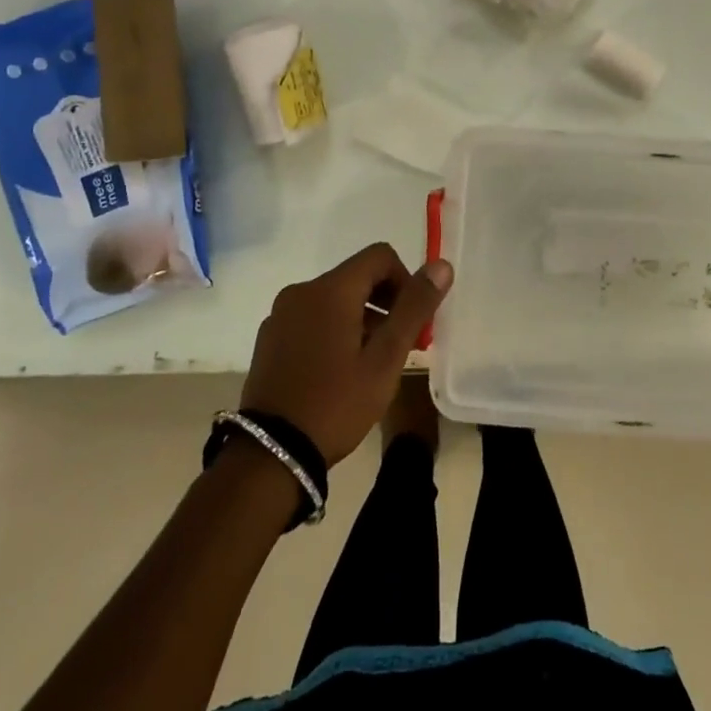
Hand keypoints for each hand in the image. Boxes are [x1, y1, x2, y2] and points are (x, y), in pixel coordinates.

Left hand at [240, 244, 453, 466]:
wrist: (272, 454)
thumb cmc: (337, 403)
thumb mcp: (385, 359)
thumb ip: (414, 307)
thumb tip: (441, 266)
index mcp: (330, 290)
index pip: (380, 256)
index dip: (405, 280)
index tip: (412, 321)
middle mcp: (301, 291)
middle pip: (356, 276)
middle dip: (385, 302)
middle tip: (400, 346)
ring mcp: (280, 315)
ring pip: (334, 298)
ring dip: (361, 317)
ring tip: (371, 363)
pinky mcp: (269, 338)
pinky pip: (311, 317)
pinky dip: (333, 329)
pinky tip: (338, 370)